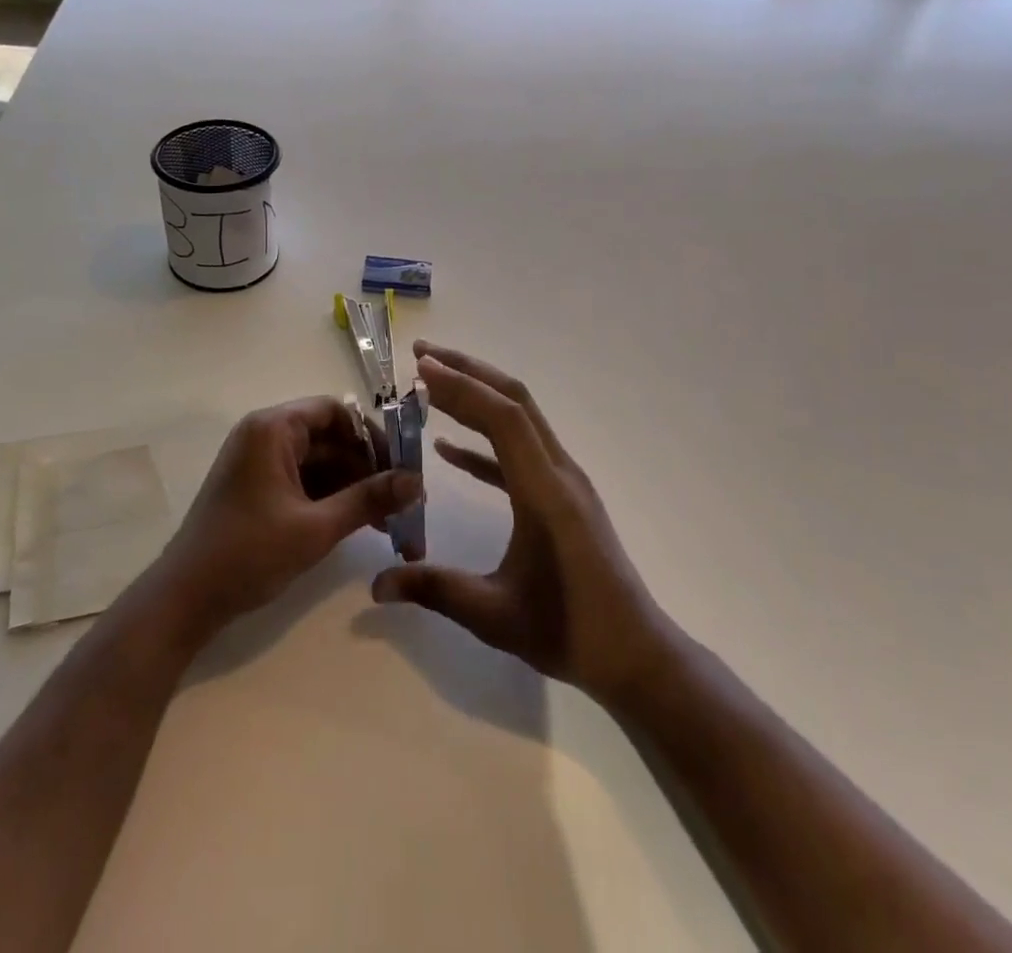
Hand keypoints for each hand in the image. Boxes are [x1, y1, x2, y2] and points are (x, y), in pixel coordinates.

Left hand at [157, 398, 419, 638]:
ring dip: (353, 487)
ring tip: (389, 522)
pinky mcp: (258, 487)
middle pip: (330, 438)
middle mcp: (265, 434)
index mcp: (273, 428)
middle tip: (404, 504)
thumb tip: (418, 482)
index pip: (336, 412)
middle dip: (368, 469)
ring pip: (321, 462)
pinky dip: (331, 498)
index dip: (372, 437)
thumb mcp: (316, 528)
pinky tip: (358, 524)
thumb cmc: (248, 553)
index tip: (402, 470)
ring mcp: (259, 461)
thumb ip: (369, 499)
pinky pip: (304, 480)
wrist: (184, 599)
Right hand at [371, 344, 666, 708]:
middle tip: (421, 356)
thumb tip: (376, 583)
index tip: (420, 369)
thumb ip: (434, 590)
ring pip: (519, 419)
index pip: (503, 418)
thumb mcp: (495, 616)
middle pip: (514, 401)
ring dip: (477, 396)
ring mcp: (563, 481)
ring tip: (431, 384)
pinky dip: (484, 441)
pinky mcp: (562, 496)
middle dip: (468, 372)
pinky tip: (449, 449)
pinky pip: (518, 453)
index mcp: (545, 491)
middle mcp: (558, 472)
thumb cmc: (569, 633)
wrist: (635, 654)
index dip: (462, 387)